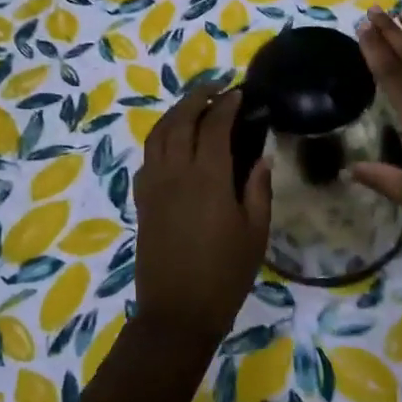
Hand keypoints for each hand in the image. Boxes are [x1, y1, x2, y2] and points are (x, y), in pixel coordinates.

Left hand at [133, 84, 273, 347]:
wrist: (177, 313)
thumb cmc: (225, 275)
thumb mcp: (255, 233)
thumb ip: (258, 189)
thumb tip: (260, 157)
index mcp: (208, 178)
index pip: (214, 125)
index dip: (226, 104)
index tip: (239, 92)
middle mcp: (175, 172)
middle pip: (180, 120)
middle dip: (197, 97)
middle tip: (216, 88)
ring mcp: (154, 185)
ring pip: (158, 134)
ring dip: (175, 112)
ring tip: (194, 106)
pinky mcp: (142, 200)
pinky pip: (148, 157)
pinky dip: (160, 138)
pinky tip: (173, 143)